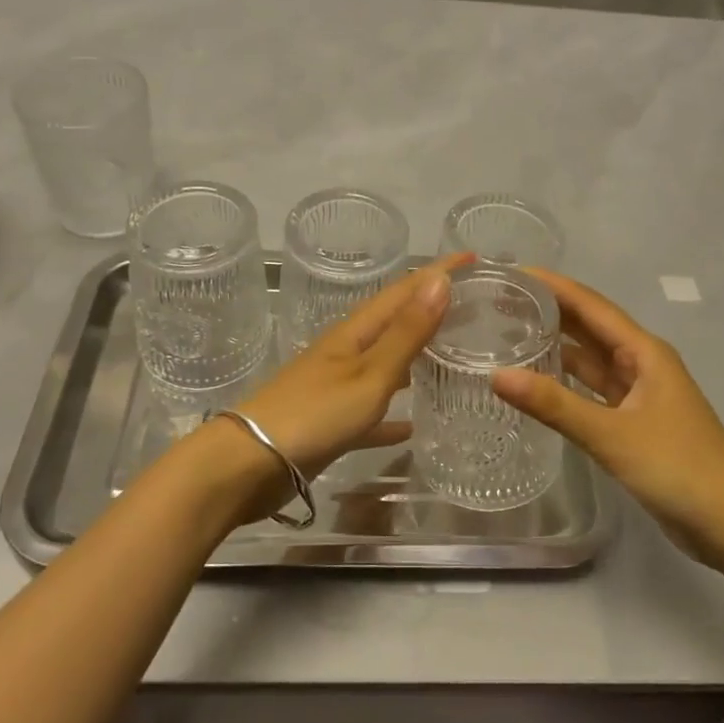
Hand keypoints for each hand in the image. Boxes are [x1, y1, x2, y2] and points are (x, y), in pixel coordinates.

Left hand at [206, 255, 466, 520]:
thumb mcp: (369, 374)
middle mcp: (346, 352)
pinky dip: (394, 413)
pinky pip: (372, 411)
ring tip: (453, 356)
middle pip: (395, 322)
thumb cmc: (314, 414)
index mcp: (355, 333)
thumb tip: (441, 279)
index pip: (404, 290)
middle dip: (431, 309)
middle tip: (474, 307)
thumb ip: (406, 332)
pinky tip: (413, 426)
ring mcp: (336, 387)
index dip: (437, 271)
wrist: (249, 465)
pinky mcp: (331, 422)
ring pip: (386, 364)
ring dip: (416, 356)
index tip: (474, 257)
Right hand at [491, 270, 723, 564]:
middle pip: (589, 326)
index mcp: (644, 352)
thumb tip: (496, 375)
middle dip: (549, 310)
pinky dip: (566, 382)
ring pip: (591, 359)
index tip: (512, 272)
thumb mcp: (612, 434)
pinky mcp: (634, 423)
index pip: (591, 305)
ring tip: (509, 334)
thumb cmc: (678, 468)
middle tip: (499, 301)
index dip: (553, 285)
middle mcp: (642, 364)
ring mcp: (639, 394)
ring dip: (556, 345)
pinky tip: (537, 382)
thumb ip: (554, 404)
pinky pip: (593, 390)